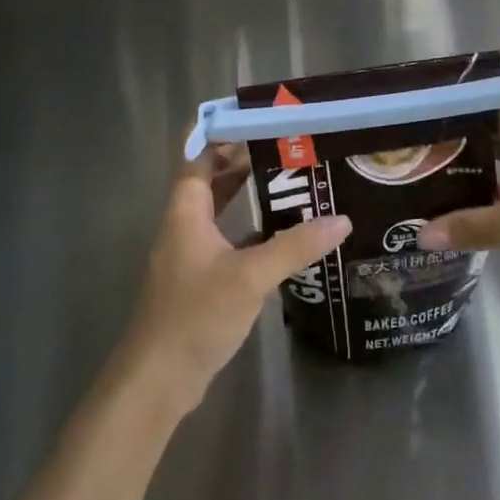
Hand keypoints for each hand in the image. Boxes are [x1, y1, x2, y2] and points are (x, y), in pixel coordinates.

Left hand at [118, 145, 349, 416]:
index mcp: (186, 211)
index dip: (223, 133)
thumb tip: (341, 220)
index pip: (199, 156)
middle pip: (211, 180)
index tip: (259, 119)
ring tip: (289, 184)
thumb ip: (294, 247)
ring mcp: (189, 255)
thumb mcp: (250, 277)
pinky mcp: (198, 281)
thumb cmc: (196, 315)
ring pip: (219, 212)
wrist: (158, 379)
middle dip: (243, 161)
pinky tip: (280, 237)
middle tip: (286, 149)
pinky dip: (248, 232)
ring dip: (246, 196)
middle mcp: (184, 226)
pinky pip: (225, 241)